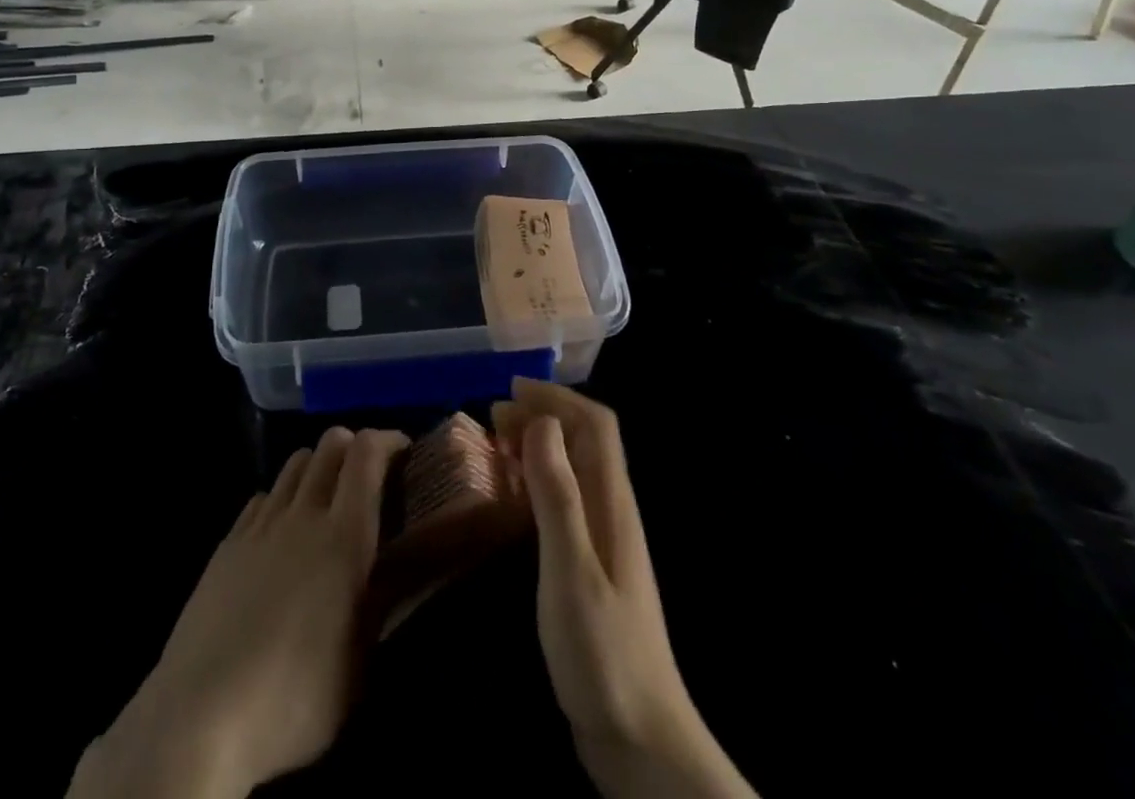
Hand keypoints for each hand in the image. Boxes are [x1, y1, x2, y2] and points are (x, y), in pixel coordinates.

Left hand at [68, 427, 408, 798]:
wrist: (201, 714)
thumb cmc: (294, 697)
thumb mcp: (359, 662)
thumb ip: (385, 600)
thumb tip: (410, 564)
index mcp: (344, 536)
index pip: (367, 453)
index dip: (388, 439)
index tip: (405, 450)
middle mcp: (304, 514)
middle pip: (330, 444)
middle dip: (355, 445)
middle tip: (369, 476)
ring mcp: (261, 524)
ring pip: (295, 463)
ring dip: (318, 466)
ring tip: (327, 500)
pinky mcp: (228, 542)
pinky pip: (263, 496)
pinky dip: (282, 497)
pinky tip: (282, 531)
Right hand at [493, 380, 757, 798]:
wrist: (641, 741)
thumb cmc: (603, 653)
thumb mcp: (571, 571)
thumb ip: (558, 496)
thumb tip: (542, 423)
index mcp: (612, 502)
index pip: (595, 424)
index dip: (557, 398)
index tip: (510, 392)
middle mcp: (612, 510)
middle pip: (585, 439)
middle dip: (543, 414)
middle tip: (493, 417)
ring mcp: (604, 538)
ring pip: (574, 467)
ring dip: (539, 444)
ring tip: (496, 443)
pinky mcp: (592, 564)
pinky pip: (566, 499)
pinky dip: (538, 479)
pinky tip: (513, 496)